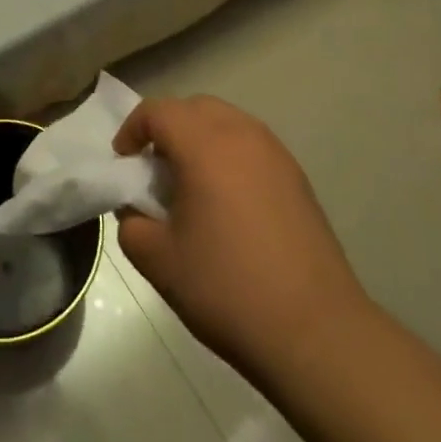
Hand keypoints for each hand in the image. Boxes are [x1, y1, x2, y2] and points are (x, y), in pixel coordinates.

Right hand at [114, 96, 368, 381]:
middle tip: (154, 170)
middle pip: (193, 108)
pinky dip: (229, 156)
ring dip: (200, 139)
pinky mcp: (297, 177)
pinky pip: (250, 146)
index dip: (132, 130)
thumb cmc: (229, 289)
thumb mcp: (159, 261)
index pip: (158, 112)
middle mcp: (241, 134)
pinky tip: (228, 205)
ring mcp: (275, 153)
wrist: (317, 333)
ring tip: (191, 185)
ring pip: (226, 122)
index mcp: (204, 144)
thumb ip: (132, 224)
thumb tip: (138, 210)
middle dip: (167, 129)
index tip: (123, 163)